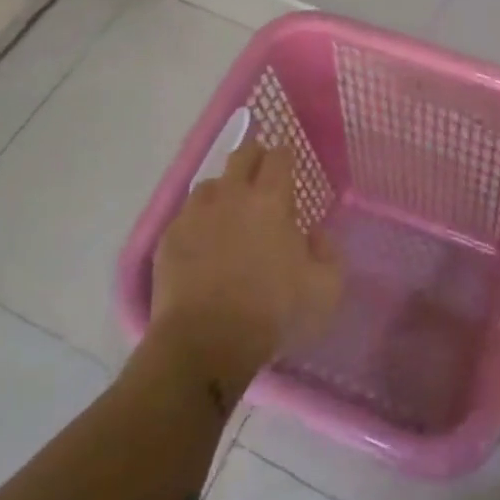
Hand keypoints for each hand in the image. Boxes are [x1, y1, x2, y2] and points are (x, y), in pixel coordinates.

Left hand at [150, 142, 342, 389]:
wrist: (204, 343)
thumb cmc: (272, 313)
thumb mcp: (325, 290)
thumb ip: (329, 253)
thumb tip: (316, 234)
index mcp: (271, 200)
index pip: (278, 157)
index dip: (285, 155)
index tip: (289, 163)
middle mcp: (231, 195)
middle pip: (242, 155)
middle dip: (254, 156)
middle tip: (261, 172)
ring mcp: (195, 214)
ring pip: (210, 183)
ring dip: (224, 189)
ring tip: (230, 208)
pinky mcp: (169, 237)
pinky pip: (186, 214)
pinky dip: (198, 219)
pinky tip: (203, 239)